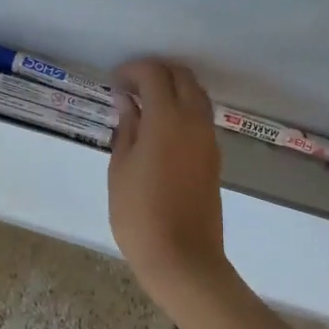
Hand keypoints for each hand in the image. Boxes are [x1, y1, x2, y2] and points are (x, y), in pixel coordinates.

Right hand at [108, 59, 230, 295]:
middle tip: (130, 87)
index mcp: (167, 118)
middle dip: (156, 72)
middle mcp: (193, 121)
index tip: (114, 81)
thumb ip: (126, 128)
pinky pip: (201, 117)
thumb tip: (127, 101)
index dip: (133, 70)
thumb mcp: (120, 168)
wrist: (182, 258)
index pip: (154, 74)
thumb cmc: (139, 214)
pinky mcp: (214, 157)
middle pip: (182, 77)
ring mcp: (208, 139)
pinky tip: (161, 127)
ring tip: (144, 105)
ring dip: (173, 89)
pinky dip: (183, 108)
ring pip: (196, 95)